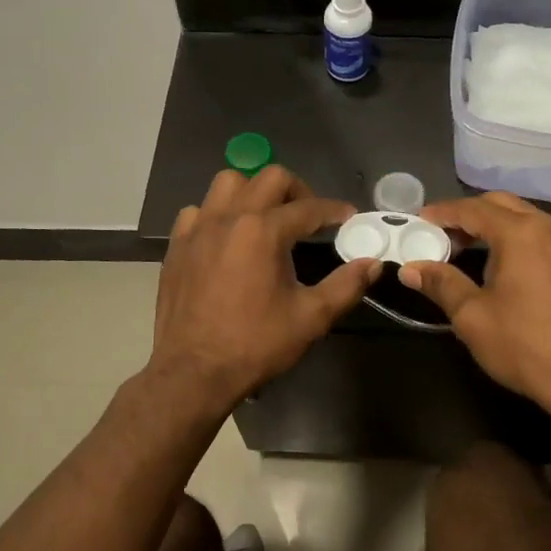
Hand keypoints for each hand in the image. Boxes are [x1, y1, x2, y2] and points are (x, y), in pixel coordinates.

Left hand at [147, 166, 381, 417]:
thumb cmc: (255, 344)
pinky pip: (199, 210)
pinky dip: (217, 214)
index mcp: (264, 230)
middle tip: (309, 218)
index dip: (334, 210)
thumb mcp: (311, 318)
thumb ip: (346, 286)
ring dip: (254, 192)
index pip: (309, 207)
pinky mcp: (178, 244)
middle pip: (271, 178)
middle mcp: (230, 217)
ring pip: (229, 183)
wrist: (193, 371)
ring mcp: (199, 228)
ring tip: (266, 218)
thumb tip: (373, 263)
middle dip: (298, 191)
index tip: (348, 217)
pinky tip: (227, 237)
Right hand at [397, 193, 550, 414]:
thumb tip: (410, 269)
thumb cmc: (525, 347)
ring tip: (477, 252)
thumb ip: (441, 283)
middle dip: (471, 215)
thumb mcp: (472, 316)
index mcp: (522, 234)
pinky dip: (527, 244)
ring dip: (501, 228)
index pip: (473, 209)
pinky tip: (516, 271)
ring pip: (531, 220)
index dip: (443, 212)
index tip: (421, 220)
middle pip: (504, 205)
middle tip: (446, 236)